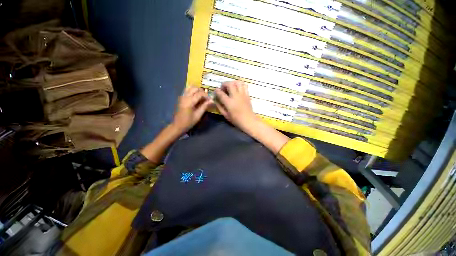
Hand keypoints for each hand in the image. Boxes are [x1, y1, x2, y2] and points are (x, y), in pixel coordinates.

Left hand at [172, 87, 211, 132]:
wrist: (177, 125)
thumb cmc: (188, 122)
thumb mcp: (198, 115)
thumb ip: (204, 106)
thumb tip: (212, 101)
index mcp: (189, 102)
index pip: (200, 94)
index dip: (206, 96)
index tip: (211, 100)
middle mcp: (185, 97)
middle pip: (195, 88)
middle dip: (202, 91)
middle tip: (206, 98)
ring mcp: (182, 96)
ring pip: (190, 87)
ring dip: (197, 90)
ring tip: (202, 96)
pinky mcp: (181, 98)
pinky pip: (187, 90)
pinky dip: (193, 91)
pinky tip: (196, 97)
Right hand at [214, 81, 259, 131]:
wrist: (249, 121)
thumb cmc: (236, 120)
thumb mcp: (225, 115)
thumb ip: (219, 107)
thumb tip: (216, 100)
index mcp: (229, 102)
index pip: (220, 93)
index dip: (216, 91)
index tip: (215, 92)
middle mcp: (236, 96)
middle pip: (229, 84)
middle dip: (224, 84)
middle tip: (223, 89)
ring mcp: (242, 94)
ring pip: (237, 82)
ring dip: (232, 83)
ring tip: (230, 87)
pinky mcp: (247, 95)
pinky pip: (244, 85)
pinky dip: (240, 84)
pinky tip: (237, 89)